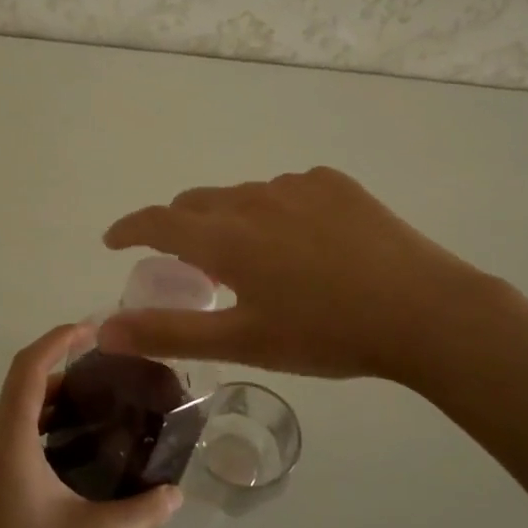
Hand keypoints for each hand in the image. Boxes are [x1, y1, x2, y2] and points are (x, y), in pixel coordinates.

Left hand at [0, 324, 183, 527]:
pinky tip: (54, 468)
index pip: (28, 368)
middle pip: (18, 392)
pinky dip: (25, 437)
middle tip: (102, 386)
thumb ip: (143, 510)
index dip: (59, 340)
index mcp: (6, 443)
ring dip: (42, 411)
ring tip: (85, 423)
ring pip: (5, 421)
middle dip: (59, 379)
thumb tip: (177, 492)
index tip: (92, 330)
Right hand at [99, 167, 517, 384]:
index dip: (129, 228)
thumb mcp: (242, 342)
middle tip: (185, 263)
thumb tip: (104, 330)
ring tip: (251, 259)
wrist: (424, 311)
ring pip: (243, 197)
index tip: (113, 239)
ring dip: (230, 221)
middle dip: (178, 227)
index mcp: (226, 237)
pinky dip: (274, 213)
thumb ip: (168, 332)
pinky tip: (302, 243)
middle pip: (197, 203)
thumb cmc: (326, 334)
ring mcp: (298, 185)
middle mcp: (254, 199)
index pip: (158, 221)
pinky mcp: (335, 184)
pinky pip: (286, 191)